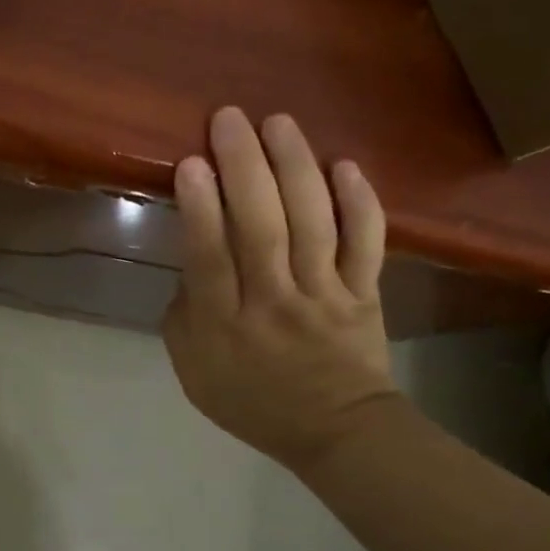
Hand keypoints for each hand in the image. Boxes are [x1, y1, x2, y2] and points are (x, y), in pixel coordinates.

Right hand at [163, 108, 395, 471]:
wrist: (336, 431)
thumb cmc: (253, 401)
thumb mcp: (193, 371)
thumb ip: (184, 316)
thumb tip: (192, 262)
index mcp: (225, 325)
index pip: (211, 257)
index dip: (201, 208)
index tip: (192, 162)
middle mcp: (274, 302)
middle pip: (261, 228)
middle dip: (244, 168)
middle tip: (229, 119)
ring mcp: (324, 295)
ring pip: (312, 224)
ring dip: (295, 168)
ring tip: (278, 123)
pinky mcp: (364, 292)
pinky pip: (366, 243)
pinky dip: (360, 203)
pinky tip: (345, 165)